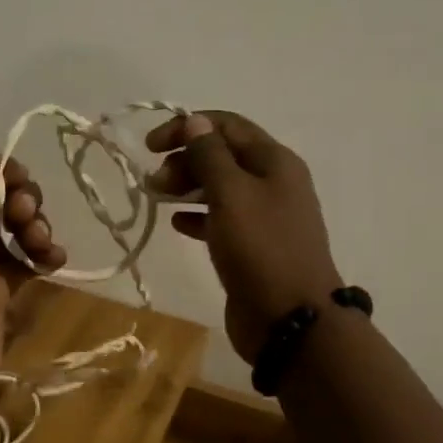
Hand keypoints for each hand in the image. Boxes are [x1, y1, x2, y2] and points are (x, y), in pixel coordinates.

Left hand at [0, 153, 67, 406]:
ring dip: (37, 227)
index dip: (0, 174)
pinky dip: (45, 255)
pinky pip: (29, 261)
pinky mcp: (0, 292)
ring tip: (41, 244)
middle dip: (22, 201)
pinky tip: (54, 261)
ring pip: (17, 229)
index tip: (20, 183)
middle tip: (26, 218)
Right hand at [146, 112, 342, 363]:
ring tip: (156, 197)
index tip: (151, 146)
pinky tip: (176, 223)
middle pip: (222, 155)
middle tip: (154, 182)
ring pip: (219, 187)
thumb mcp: (231, 194)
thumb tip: (195, 121)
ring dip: (186, 186)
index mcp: (274, 161)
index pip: (226, 125)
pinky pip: (220, 219)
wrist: (291, 321)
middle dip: (185, 159)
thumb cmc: (260, 249)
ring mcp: (265, 216)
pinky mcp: (253, 246)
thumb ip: (210, 155)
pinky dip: (197, 215)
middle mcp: (273, 182)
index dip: (187, 127)